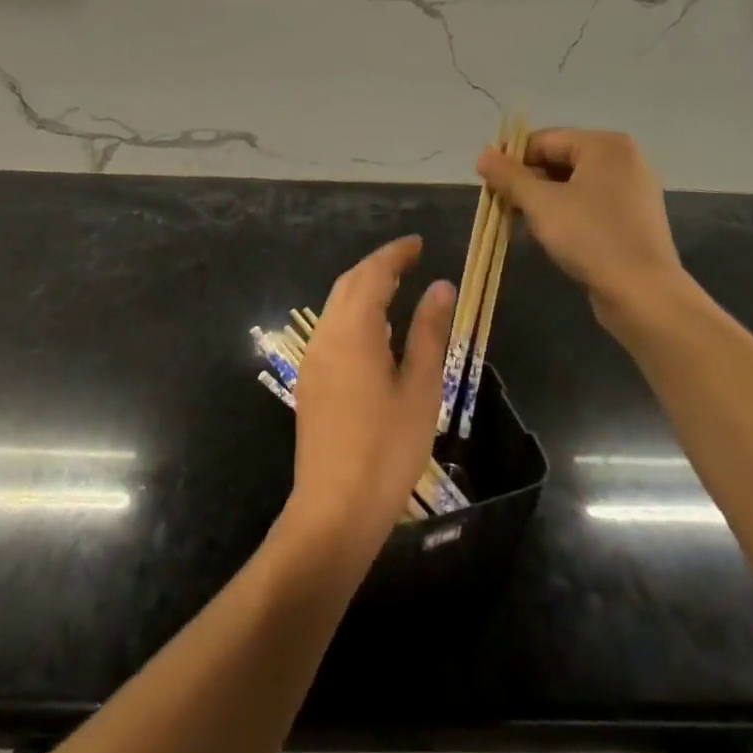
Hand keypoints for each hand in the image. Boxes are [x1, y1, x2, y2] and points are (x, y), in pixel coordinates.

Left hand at [283, 235, 453, 557]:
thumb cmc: (387, 448)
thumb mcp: (419, 387)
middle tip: (410, 260)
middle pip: (349, 284)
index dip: (395, 254)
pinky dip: (355, 314)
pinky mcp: (311, 381)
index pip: (373, 273)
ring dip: (364, 289)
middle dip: (378, 266)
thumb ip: (428, 331)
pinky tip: (377, 332)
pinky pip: (332, 329)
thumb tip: (441, 285)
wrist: (334, 510)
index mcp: (353, 330)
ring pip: (337, 306)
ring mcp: (313, 358)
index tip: (418, 242)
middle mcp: (326, 335)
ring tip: (398, 288)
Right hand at [477, 128, 686, 340]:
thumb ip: (509, 176)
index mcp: (605, 145)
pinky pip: (589, 205)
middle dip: (526, 182)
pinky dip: (565, 214)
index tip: (486, 180)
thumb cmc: (590, 237)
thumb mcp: (540, 203)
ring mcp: (632, 190)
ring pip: (573, 185)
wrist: (644, 295)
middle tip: (498, 204)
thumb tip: (483, 155)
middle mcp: (623, 160)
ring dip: (541, 201)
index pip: (544, 140)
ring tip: (517, 222)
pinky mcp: (633, 219)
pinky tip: (546, 236)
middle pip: (559, 160)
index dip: (511, 158)